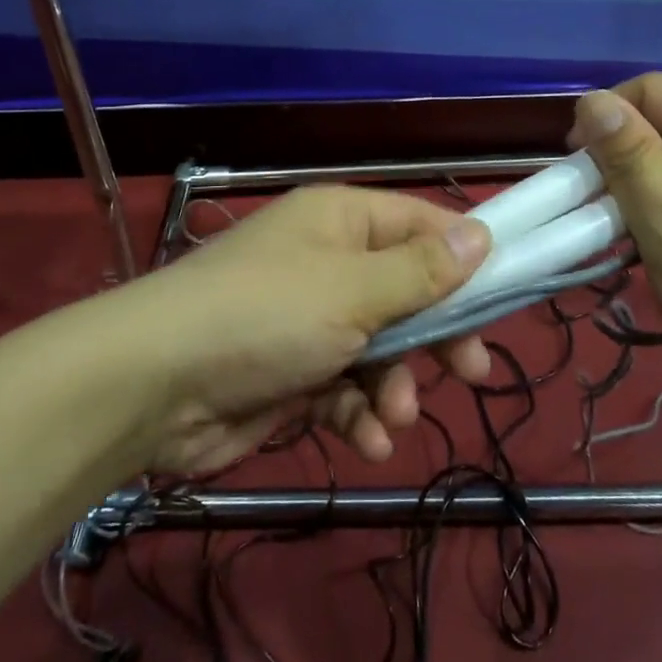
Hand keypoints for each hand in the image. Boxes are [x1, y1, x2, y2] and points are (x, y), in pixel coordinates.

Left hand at [112, 186, 492, 475]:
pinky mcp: (293, 372)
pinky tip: (368, 441)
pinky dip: (360, 414)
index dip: (463, 258)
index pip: (420, 224)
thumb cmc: (267, 314)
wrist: (158, 384)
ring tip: (393, 417)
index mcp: (343, 220)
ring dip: (395, 386)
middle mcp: (329, 261)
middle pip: (406, 291)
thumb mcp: (353, 290)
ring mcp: (309, 318)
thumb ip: (421, 270)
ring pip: (380, 348)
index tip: (503, 297)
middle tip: (472, 373)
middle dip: (436, 335)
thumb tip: (481, 233)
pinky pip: (345, 388)